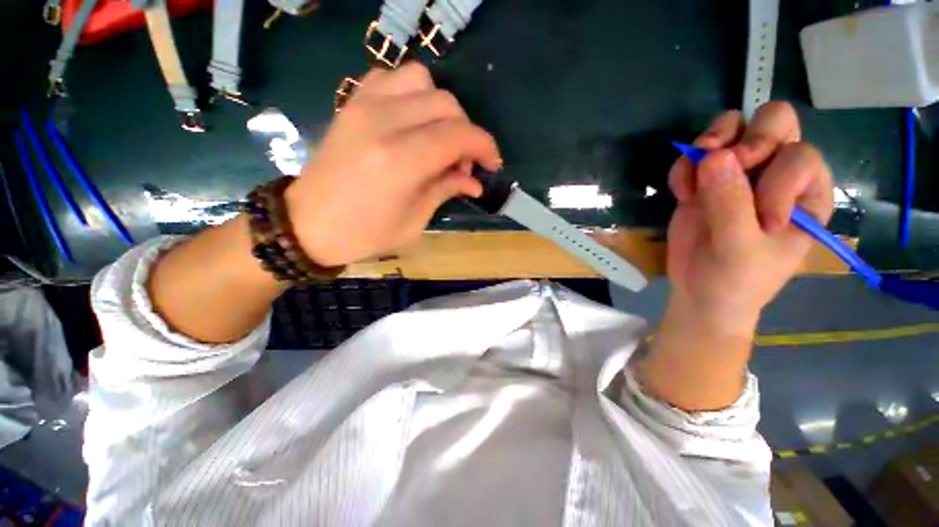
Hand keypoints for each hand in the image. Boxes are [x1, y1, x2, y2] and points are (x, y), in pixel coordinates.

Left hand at [285, 63, 501, 266]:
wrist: (308, 224)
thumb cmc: (365, 234)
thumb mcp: (414, 222)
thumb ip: (446, 190)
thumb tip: (475, 180)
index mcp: (400, 161)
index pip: (458, 135)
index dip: (484, 146)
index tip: (492, 164)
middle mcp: (383, 123)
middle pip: (446, 105)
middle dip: (467, 133)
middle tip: (463, 163)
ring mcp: (363, 106)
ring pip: (422, 80)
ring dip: (441, 109)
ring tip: (439, 139)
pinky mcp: (352, 103)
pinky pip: (392, 78)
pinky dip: (412, 94)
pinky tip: (413, 121)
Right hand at [666, 102, 833, 334]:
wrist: (700, 293)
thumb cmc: (735, 279)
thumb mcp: (739, 247)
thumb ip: (731, 203)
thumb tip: (714, 155)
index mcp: (805, 193)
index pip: (799, 156)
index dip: (774, 180)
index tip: (755, 217)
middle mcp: (776, 174)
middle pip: (774, 121)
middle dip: (746, 140)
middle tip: (720, 167)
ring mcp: (738, 175)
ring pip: (733, 127)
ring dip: (710, 144)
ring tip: (694, 176)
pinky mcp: (704, 182)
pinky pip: (695, 154)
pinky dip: (683, 167)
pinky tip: (681, 194)